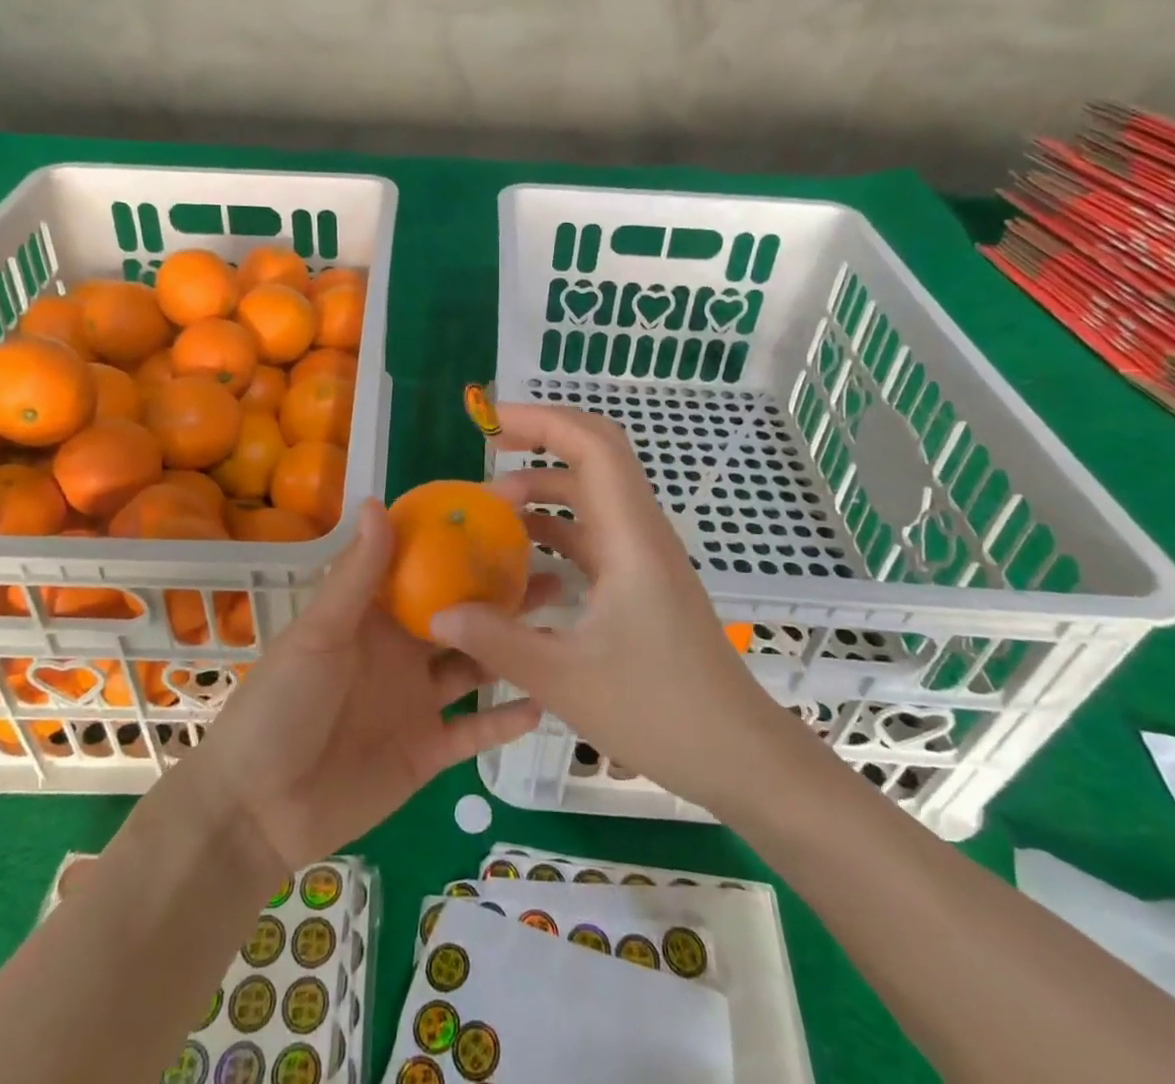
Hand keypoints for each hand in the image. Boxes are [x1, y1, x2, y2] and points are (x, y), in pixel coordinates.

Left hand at [182, 500, 542, 874]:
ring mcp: (417, 702)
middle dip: (502, 596)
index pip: (424, 571)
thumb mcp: (319, 633)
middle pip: (461, 616)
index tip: (504, 521)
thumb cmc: (280, 705)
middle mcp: (402, 652)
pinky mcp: (427, 751)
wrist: (256, 810)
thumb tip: (377, 501)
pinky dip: (505, 720)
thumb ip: (356, 575)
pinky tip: (543, 700)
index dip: (459, 546)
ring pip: (475, 667)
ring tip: (559, 630)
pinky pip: (474, 731)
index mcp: (374, 617)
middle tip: (555, 572)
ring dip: (511, 650)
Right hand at [431, 403, 804, 812]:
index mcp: (630, 536)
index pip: (593, 445)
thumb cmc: (658, 710)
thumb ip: (495, 640)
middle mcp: (640, 532)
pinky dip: (556, 532)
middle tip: (487, 454)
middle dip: (540, 443)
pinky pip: (593, 535)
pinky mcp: (642, 581)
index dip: (542, 420)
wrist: (737, 754)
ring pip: (592, 497)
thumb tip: (437, 613)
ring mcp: (643, 556)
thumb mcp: (563, 678)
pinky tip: (522, 561)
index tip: (491, 422)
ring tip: (492, 512)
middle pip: (594, 457)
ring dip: (544, 492)